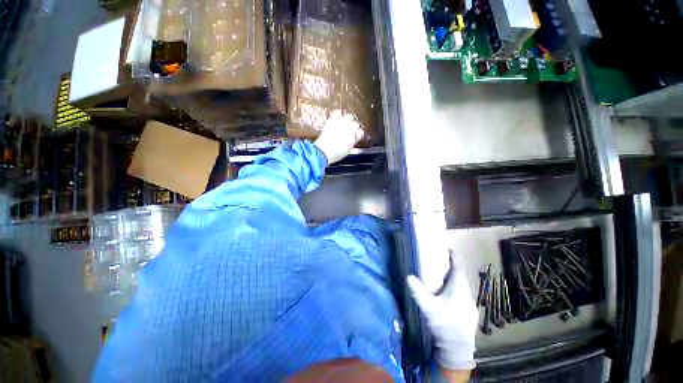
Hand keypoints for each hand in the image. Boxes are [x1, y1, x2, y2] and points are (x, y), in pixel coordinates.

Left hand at [314, 110, 363, 164]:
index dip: (357, 133)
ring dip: (347, 120)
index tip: (355, 134)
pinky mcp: (334, 119)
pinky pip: (338, 112)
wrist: (324, 151)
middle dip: (353, 126)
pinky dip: (338, 114)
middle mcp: (351, 129)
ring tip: (343, 123)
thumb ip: (352, 142)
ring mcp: (343, 123)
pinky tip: (337, 116)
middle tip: (348, 129)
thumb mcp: (348, 150)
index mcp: (355, 138)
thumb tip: (352, 138)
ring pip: (349, 117)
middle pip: (356, 124)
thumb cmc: (335, 154)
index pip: (360, 132)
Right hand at [406, 252, 477, 370]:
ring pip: (463, 287)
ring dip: (455, 280)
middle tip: (442, 263)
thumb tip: (408, 276)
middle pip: (461, 277)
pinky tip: (450, 296)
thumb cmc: (444, 324)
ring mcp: (470, 304)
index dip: (454, 258)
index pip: (457, 268)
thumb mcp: (428, 307)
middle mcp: (467, 294)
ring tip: (444, 277)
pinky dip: (457, 290)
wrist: (458, 348)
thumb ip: (418, 291)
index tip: (449, 249)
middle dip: (453, 269)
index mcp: (458, 288)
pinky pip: (464, 295)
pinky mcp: (470, 313)